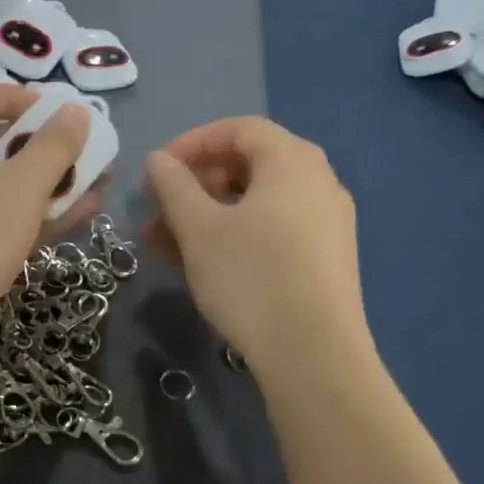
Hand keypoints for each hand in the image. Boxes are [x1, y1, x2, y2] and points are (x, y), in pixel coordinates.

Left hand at [0, 81, 93, 352]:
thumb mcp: (22, 186)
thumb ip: (54, 145)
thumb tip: (76, 110)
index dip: (17, 97)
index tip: (56, 113)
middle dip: (43, 147)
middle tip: (83, 154)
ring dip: (45, 184)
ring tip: (96, 186)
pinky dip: (29, 213)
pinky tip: (77, 217)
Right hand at [144, 117, 367, 361]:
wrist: (314, 355)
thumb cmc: (251, 277)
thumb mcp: (200, 229)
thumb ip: (174, 186)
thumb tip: (158, 160)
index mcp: (293, 161)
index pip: (237, 129)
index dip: (191, 143)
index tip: (156, 172)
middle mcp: (318, 182)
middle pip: (248, 166)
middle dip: (195, 186)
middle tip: (158, 213)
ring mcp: (327, 223)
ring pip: (256, 204)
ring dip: (207, 217)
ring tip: (165, 246)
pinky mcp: (326, 260)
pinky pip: (273, 231)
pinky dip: (235, 237)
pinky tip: (202, 265)